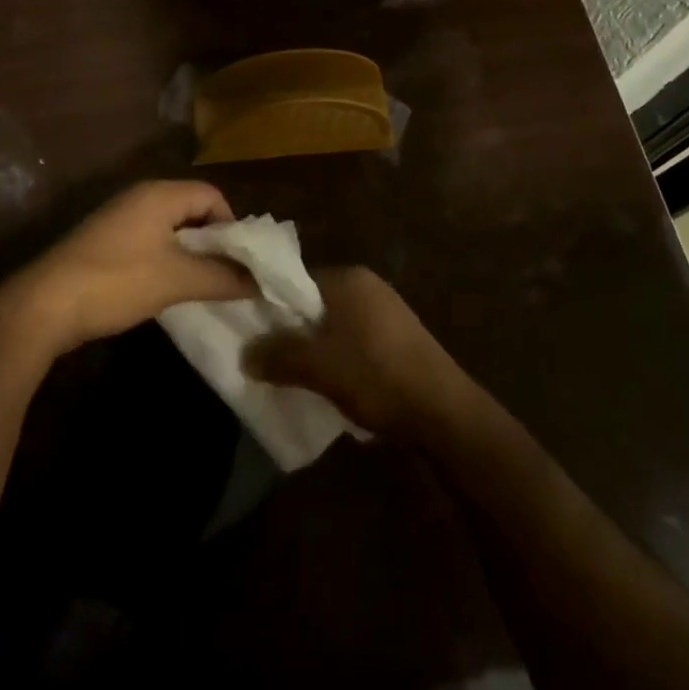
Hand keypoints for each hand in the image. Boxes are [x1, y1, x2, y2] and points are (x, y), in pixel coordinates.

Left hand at [6, 180, 252, 355]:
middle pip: (191, 209)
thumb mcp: (177, 280)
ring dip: (189, 254)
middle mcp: (140, 197)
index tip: (239, 262)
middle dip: (212, 242)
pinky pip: (149, 242)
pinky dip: (165, 261)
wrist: (44, 305)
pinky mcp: (105, 242)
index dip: (232, 226)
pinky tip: (166, 290)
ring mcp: (119, 218)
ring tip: (201, 287)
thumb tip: (259, 280)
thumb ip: (222, 277)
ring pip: (170, 228)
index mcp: (160, 194)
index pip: (212, 195)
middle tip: (226, 276)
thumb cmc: (117, 281)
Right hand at [243, 266, 469, 439]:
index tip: (252, 333)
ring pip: (335, 326)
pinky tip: (334, 385)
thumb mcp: (319, 367)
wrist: (443, 411)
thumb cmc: (376, 375)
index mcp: (348, 278)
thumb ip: (279, 356)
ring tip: (297, 378)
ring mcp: (387, 312)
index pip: (295, 281)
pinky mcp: (400, 339)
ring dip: (317, 349)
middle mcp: (368, 286)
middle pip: (315, 304)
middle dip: (293, 332)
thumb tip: (245, 354)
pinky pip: (356, 341)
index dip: (271, 306)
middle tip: (270, 360)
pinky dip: (340, 359)